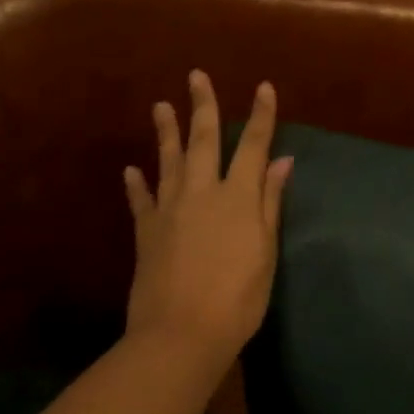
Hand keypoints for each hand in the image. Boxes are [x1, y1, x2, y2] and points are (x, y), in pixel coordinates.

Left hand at [122, 71, 291, 373]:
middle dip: (203, 106)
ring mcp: (171, 210)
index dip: (261, 115)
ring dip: (166, 131)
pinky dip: (137, 183)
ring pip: (169, 161)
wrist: (180, 337)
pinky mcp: (147, 233)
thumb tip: (282, 160)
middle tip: (196, 76)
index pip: (253, 144)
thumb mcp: (266, 250)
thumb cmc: (238, 296)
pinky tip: (131, 168)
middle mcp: (203, 192)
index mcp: (238, 195)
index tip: (264, 86)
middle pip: (204, 140)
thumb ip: (270, 202)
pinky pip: (141, 201)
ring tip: (160, 105)